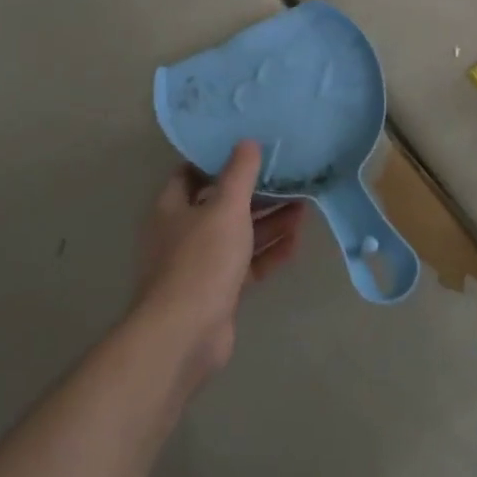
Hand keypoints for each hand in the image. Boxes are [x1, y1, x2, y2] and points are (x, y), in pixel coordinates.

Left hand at [132, 141, 303, 386]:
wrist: (185, 334)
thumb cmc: (201, 260)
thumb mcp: (225, 208)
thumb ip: (239, 174)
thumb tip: (247, 142)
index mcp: (173, 207)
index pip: (192, 173)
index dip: (218, 159)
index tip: (249, 148)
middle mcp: (183, 232)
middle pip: (222, 204)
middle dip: (255, 193)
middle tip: (289, 177)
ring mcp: (201, 263)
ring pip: (239, 234)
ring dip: (269, 222)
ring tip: (303, 205)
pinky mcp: (219, 290)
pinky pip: (248, 263)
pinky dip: (269, 252)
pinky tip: (297, 241)